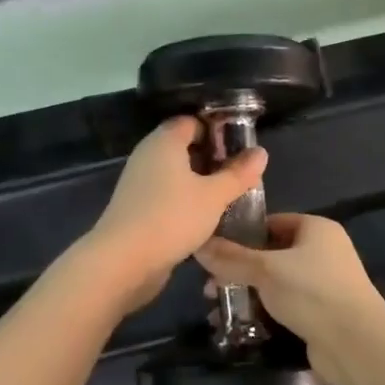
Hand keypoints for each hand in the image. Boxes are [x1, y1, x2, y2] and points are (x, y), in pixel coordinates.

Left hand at [79, 116, 266, 312]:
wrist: (123, 262)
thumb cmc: (172, 218)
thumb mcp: (214, 196)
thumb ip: (239, 173)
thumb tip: (261, 152)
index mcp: (165, 142)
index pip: (192, 122)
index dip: (217, 130)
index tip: (240, 148)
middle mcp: (148, 156)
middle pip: (184, 147)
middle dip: (212, 158)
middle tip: (239, 174)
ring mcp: (139, 183)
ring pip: (176, 173)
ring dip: (200, 182)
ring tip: (227, 197)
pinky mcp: (136, 208)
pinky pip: (166, 194)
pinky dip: (185, 200)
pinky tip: (205, 218)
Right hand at [194, 215, 384, 384]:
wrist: (355, 344)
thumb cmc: (312, 293)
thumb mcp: (266, 270)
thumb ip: (231, 258)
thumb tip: (199, 245)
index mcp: (316, 229)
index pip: (272, 222)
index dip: (241, 234)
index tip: (212, 251)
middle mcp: (323, 251)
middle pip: (272, 254)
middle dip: (240, 270)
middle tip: (210, 288)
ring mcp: (324, 284)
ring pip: (277, 283)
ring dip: (249, 294)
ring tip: (218, 310)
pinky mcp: (322, 313)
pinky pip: (286, 306)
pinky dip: (264, 313)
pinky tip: (239, 326)